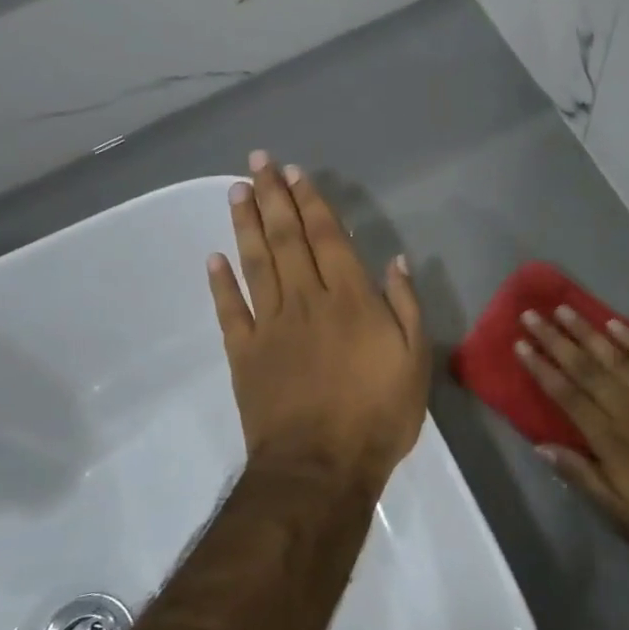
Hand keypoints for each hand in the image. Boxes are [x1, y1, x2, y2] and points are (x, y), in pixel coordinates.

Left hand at [209, 152, 429, 490]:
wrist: (320, 467)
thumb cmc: (378, 416)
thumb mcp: (415, 362)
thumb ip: (406, 308)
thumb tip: (396, 261)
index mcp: (350, 301)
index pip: (328, 239)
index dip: (312, 203)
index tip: (296, 174)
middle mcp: (307, 301)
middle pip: (287, 240)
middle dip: (273, 198)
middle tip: (258, 162)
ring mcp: (270, 326)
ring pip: (256, 264)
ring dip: (246, 225)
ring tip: (236, 191)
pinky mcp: (244, 354)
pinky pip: (229, 310)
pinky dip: (220, 282)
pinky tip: (214, 257)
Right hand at [518, 307, 628, 568]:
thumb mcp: (622, 514)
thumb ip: (583, 476)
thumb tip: (542, 446)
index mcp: (611, 440)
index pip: (567, 395)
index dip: (542, 368)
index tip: (521, 345)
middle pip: (586, 367)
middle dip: (556, 339)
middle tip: (532, 314)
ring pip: (617, 356)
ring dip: (588, 331)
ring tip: (564, 309)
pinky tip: (615, 324)